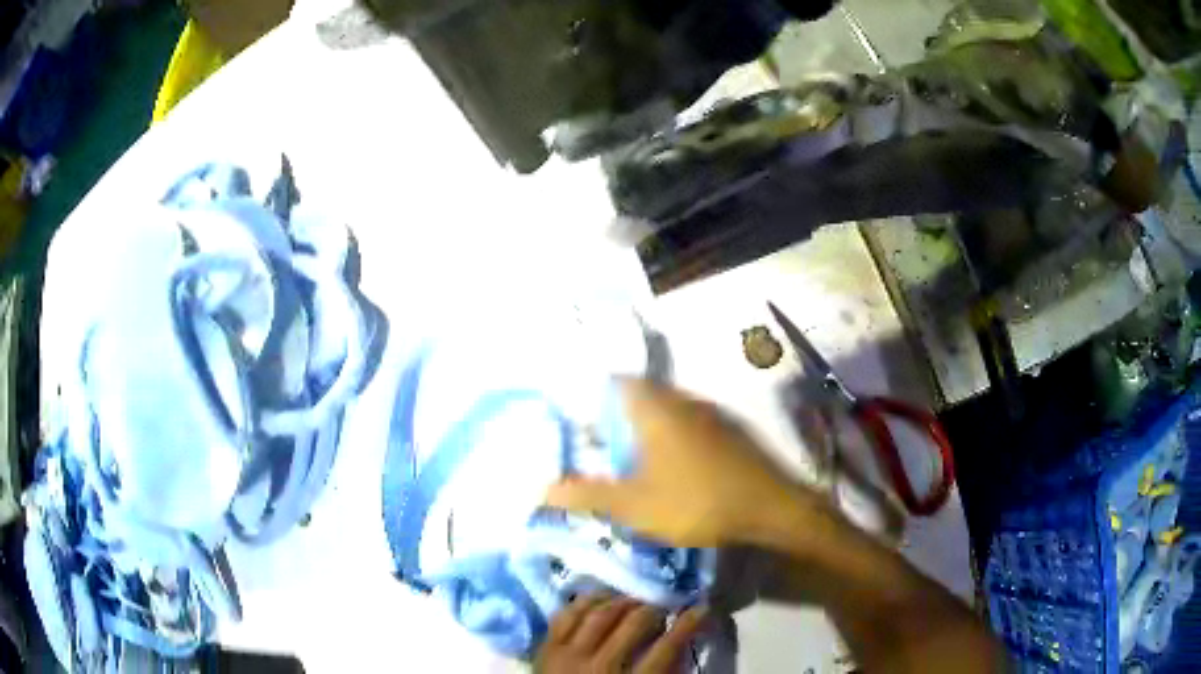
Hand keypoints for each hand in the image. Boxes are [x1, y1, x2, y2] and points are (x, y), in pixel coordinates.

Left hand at [535, 593, 708, 672]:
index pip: (666, 648)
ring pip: (600, 613)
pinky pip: (567, 614)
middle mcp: (599, 667)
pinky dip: (587, 602)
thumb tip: (682, 643)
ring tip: (637, 600)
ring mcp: (568, 655)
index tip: (702, 609)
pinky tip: (603, 599)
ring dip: (623, 601)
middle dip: (655, 608)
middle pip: (633, 624)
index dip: (688, 624)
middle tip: (666, 604)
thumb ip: (665, 673)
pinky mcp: (546, 648)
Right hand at [546, 380, 823, 547]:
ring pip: (669, 409)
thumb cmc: (697, 502)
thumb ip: (588, 496)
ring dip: (648, 426)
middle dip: (619, 414)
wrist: (771, 508)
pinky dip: (673, 435)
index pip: (618, 382)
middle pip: (643, 394)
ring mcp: (712, 414)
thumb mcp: (635, 506)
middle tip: (600, 441)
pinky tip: (672, 465)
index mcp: (656, 410)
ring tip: (631, 455)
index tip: (580, 415)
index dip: (596, 393)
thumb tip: (543, 489)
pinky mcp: (731, 431)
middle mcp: (684, 401)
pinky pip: (690, 422)